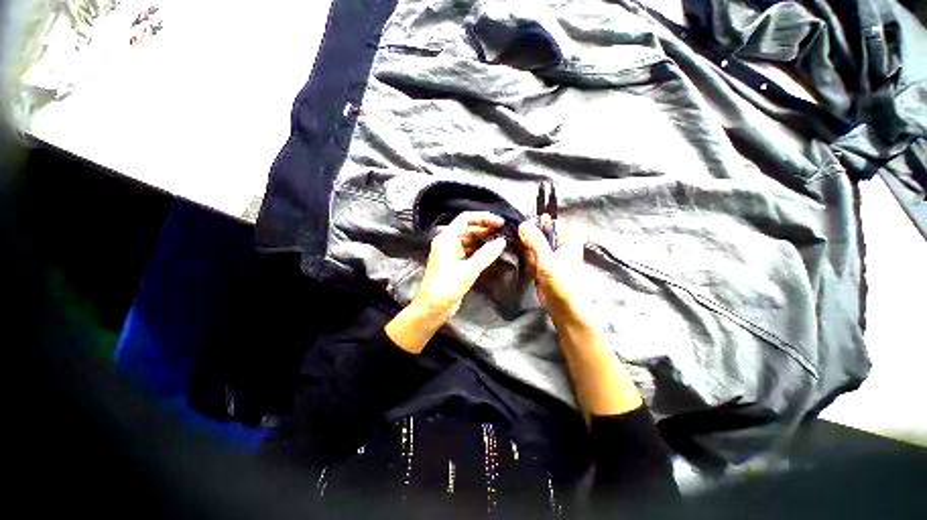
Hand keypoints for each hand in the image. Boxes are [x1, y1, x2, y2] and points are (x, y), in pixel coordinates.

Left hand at [386, 212, 506, 352]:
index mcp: (446, 239)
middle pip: (469, 228)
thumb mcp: (468, 271)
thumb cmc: (445, 287)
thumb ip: (486, 255)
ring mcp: (451, 253)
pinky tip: (492, 251)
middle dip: (486, 228)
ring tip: (501, 240)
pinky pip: (470, 251)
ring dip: (484, 239)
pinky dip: (481, 250)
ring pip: (470, 240)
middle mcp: (448, 242)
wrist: (432, 309)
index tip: (500, 223)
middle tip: (504, 231)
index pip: (466, 219)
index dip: (484, 218)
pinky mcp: (456, 263)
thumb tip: (502, 241)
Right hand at [518, 214, 585, 317]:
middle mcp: (559, 244)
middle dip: (530, 245)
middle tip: (533, 258)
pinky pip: (530, 257)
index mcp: (567, 238)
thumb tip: (522, 224)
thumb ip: (535, 240)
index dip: (534, 225)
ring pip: (531, 246)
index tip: (522, 233)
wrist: (565, 309)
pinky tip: (534, 273)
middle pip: (537, 234)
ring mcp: (550, 255)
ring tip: (536, 269)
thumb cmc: (561, 284)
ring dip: (529, 256)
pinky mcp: (542, 265)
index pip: (548, 222)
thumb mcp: (547, 260)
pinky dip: (529, 264)